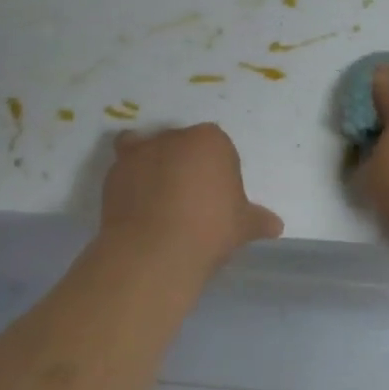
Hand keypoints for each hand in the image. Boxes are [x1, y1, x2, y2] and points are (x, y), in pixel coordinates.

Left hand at [100, 124, 282, 275]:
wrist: (154, 251)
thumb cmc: (208, 229)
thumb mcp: (243, 227)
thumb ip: (258, 221)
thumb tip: (275, 226)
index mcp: (210, 140)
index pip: (219, 149)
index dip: (220, 173)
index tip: (219, 200)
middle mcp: (173, 137)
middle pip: (183, 146)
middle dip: (186, 166)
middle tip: (192, 201)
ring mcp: (139, 153)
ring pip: (149, 151)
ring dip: (154, 166)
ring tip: (160, 202)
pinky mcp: (112, 174)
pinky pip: (125, 171)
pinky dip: (131, 183)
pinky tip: (139, 208)